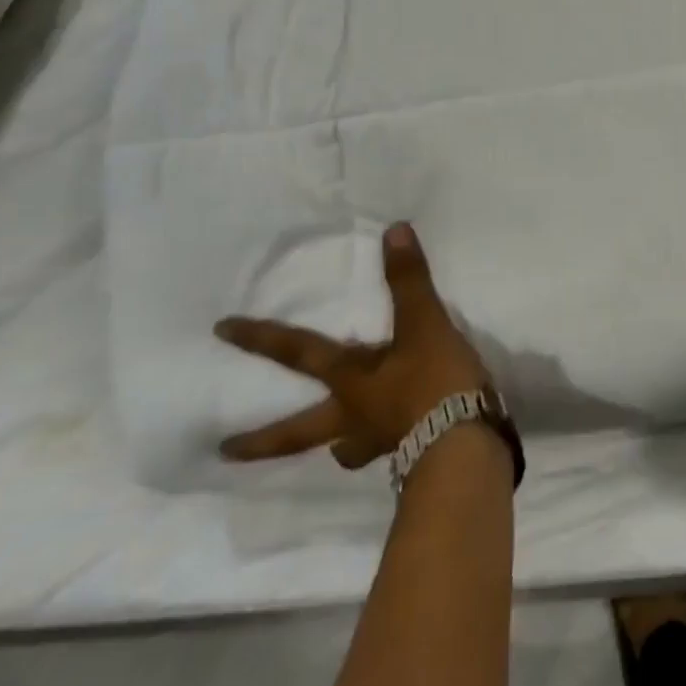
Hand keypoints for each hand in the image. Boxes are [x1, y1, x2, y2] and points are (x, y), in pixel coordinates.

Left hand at [214, 223, 492, 469]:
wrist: (464, 444)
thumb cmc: (434, 382)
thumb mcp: (424, 324)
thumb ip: (409, 280)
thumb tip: (393, 230)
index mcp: (351, 381)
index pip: (299, 353)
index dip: (262, 339)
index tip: (221, 330)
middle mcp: (354, 417)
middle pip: (299, 432)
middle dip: (263, 440)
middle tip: (226, 450)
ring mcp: (380, 441)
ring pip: (345, 448)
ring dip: (336, 446)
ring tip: (337, 448)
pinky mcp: (411, 455)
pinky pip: (388, 449)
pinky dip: (386, 444)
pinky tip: (400, 439)